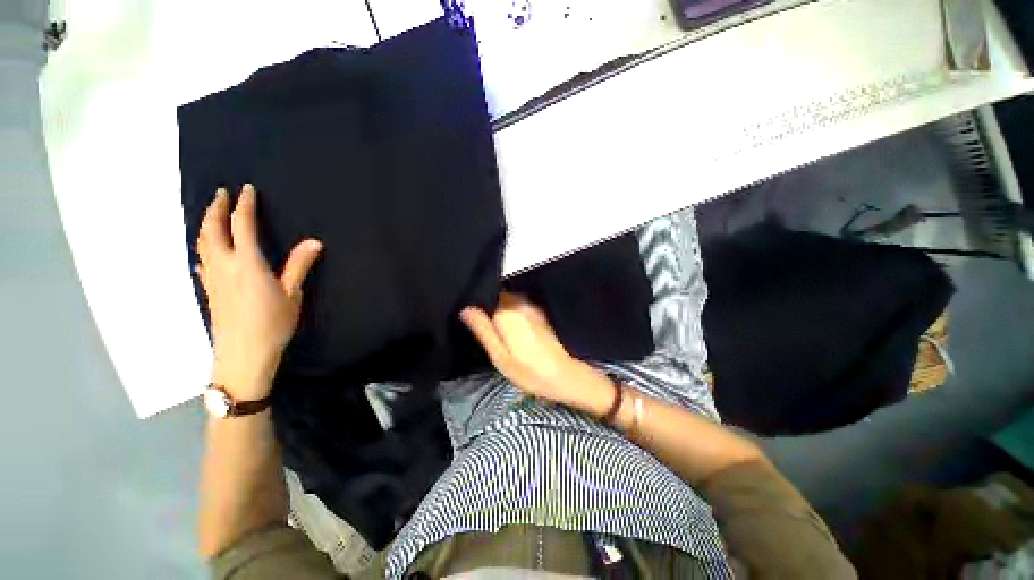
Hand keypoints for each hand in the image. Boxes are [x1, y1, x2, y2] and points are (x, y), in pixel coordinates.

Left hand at [196, 184, 321, 399]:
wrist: (243, 354)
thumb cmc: (272, 324)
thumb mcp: (292, 294)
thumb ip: (299, 266)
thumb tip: (314, 242)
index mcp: (247, 263)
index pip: (242, 226)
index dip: (244, 206)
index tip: (246, 190)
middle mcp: (224, 265)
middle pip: (213, 230)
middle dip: (216, 209)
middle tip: (220, 194)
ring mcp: (213, 278)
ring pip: (202, 244)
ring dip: (206, 225)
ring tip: (210, 215)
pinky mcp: (210, 291)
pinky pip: (202, 262)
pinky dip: (203, 249)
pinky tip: (204, 252)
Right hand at [460, 293, 611, 410]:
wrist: (564, 375)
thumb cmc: (529, 371)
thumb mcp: (500, 356)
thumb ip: (483, 330)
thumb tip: (465, 309)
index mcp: (507, 313)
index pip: (484, 298)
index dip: (476, 307)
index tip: (471, 320)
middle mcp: (520, 304)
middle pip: (496, 298)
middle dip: (487, 307)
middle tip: (482, 328)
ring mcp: (531, 308)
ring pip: (507, 302)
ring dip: (499, 310)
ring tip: (496, 330)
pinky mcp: (538, 314)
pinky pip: (518, 306)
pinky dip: (511, 312)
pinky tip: (511, 329)